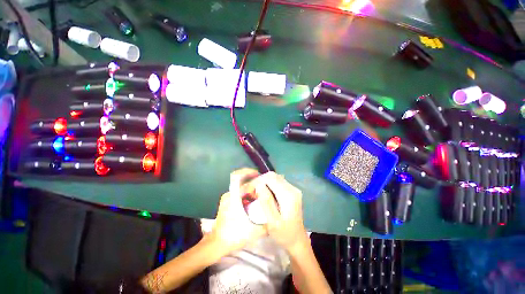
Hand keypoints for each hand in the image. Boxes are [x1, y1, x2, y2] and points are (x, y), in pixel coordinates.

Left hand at [208, 168, 266, 255]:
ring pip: (240, 188)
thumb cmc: (233, 235)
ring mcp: (227, 198)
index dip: (247, 172)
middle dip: (253, 183)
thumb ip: (266, 224)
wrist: (217, 244)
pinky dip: (247, 195)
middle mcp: (229, 194)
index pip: (237, 177)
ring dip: (250, 189)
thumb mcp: (253, 231)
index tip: (258, 174)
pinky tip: (253, 202)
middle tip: (263, 188)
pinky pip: (239, 193)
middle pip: (242, 182)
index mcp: (233, 197)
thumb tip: (275, 218)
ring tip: (260, 196)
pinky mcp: (227, 203)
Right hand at [256, 172, 307, 252]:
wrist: (297, 240)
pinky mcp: (292, 191)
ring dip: (263, 182)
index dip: (258, 181)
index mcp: (288, 196)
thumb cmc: (284, 234)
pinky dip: (268, 185)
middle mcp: (292, 189)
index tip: (249, 190)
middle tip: (251, 191)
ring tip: (256, 192)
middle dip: (260, 180)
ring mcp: (293, 189)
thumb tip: (259, 185)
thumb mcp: (272, 222)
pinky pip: (278, 182)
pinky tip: (264, 194)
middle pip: (273, 176)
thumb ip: (266, 202)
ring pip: (275, 178)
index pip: (270, 178)